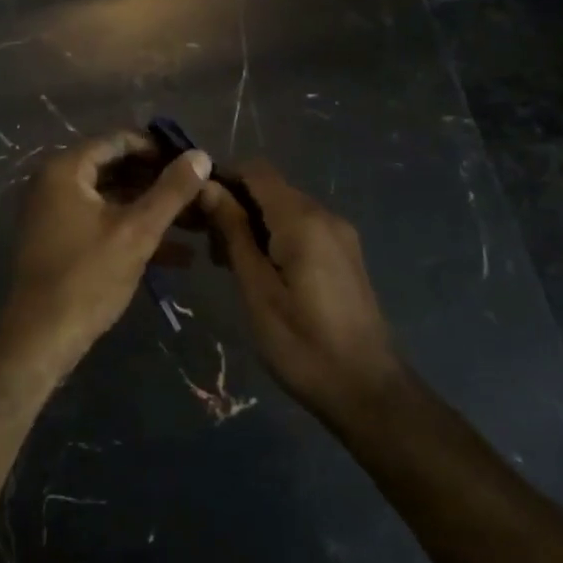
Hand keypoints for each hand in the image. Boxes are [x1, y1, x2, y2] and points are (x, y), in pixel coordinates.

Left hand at [0, 133, 213, 378]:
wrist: (41, 337)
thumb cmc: (88, 276)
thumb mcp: (137, 231)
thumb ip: (172, 191)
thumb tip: (201, 155)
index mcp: (66, 169)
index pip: (119, 140)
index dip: (159, 149)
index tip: (194, 164)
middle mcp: (55, 182)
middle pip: (117, 169)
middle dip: (160, 183)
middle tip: (199, 194)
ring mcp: (56, 213)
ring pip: (113, 199)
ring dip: (152, 211)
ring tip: (198, 224)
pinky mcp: (62, 241)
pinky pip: (103, 223)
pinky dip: (134, 232)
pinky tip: (177, 256)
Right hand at [200, 159, 402, 420]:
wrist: (368, 391)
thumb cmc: (302, 344)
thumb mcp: (257, 290)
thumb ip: (233, 233)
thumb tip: (208, 187)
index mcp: (302, 220)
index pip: (256, 170)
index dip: (222, 177)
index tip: (194, 206)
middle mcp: (325, 215)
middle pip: (270, 188)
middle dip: (234, 203)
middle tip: (205, 243)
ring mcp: (339, 234)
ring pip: (285, 208)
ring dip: (252, 222)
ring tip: (225, 261)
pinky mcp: (344, 254)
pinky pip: (301, 227)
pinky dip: (273, 235)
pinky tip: (258, 270)